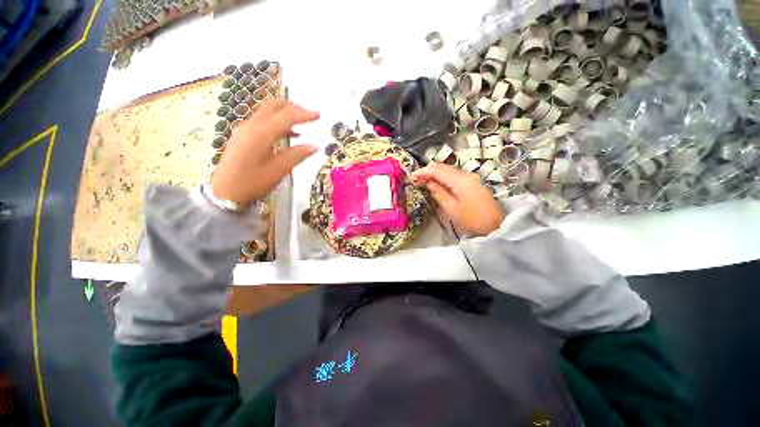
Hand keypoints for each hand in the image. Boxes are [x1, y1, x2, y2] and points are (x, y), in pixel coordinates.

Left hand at [211, 100, 319, 204]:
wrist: (224, 192)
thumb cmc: (252, 182)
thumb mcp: (278, 170)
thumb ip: (297, 155)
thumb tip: (315, 146)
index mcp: (261, 133)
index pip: (286, 116)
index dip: (304, 114)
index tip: (319, 115)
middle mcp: (251, 125)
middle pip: (274, 106)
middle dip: (293, 107)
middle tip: (309, 115)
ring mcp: (245, 129)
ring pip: (267, 112)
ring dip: (285, 114)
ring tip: (302, 123)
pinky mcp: (243, 136)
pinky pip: (262, 121)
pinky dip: (277, 122)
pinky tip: (288, 133)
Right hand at [413, 163, 505, 236]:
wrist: (496, 225)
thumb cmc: (472, 220)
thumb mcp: (451, 209)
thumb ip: (439, 193)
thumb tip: (429, 183)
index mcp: (460, 181)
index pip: (438, 171)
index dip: (424, 172)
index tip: (413, 175)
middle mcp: (466, 175)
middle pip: (445, 167)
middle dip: (430, 170)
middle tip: (417, 176)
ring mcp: (472, 178)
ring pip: (450, 170)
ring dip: (437, 172)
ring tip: (425, 178)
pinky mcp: (474, 183)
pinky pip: (455, 175)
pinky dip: (445, 176)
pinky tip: (439, 181)